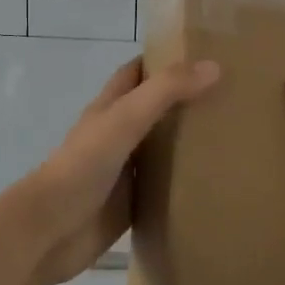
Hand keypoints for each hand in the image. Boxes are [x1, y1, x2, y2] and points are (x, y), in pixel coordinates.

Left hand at [3, 57, 220, 284]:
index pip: (138, 72)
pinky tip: (217, 180)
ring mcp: (125, 170)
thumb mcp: (125, 119)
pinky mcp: (132, 204)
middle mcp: (118, 134)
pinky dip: (187, 182)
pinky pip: (165, 187)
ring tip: (234, 136)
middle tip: (232, 96)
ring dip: (190, 142)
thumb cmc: (83, 166)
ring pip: (162, 148)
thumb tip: (215, 66)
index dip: (165, 59)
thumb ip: (166, 92)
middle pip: (155, 109)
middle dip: (186, 100)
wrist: (50, 231)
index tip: (204, 53)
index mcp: (110, 107)